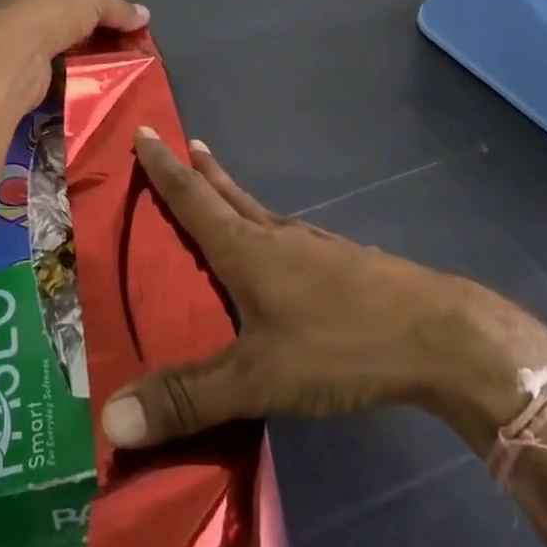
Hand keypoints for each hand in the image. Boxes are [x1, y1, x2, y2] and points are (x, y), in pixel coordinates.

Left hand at [0, 0, 149, 114]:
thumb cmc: (48, 12)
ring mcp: (31, 27)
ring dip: (103, 38)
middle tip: (139, 24)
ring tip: (131, 48)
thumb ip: (119, 6)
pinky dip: (89, 59)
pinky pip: (68, 55)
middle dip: (113, 10)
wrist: (8, 59)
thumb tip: (142, 15)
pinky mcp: (32, 59)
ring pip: (76, 29)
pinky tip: (110, 66)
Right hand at [100, 130, 546, 450]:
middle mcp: (276, 236)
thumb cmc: (339, 344)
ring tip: (221, 192)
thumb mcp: (257, 378)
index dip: (164, 167)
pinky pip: (289, 238)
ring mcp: (315, 248)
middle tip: (182, 145)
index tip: (145, 129)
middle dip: (201, 171)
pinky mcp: (343, 266)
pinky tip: (282, 252)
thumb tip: (110, 417)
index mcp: (247, 248)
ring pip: (261, 213)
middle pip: (229, 195)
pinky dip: (267, 231)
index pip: (193, 198)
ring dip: (234, 196)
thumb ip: (188, 398)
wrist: (437, 335)